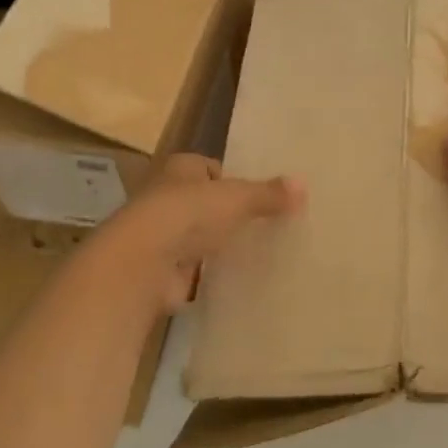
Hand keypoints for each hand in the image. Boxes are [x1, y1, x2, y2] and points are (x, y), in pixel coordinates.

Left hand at [98, 153, 303, 311]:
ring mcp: (161, 236)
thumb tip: (303, 185)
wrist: (143, 263)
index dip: (231, 179)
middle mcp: (165, 197)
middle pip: (202, 203)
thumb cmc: (189, 214)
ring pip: (197, 237)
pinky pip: (194, 269)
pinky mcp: (162, 270)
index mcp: (180, 169)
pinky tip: (235, 279)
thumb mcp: (238, 198)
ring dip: (217, 245)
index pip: (207, 168)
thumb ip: (269, 194)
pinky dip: (209, 274)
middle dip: (225, 214)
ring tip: (255, 253)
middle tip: (263, 225)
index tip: (257, 195)